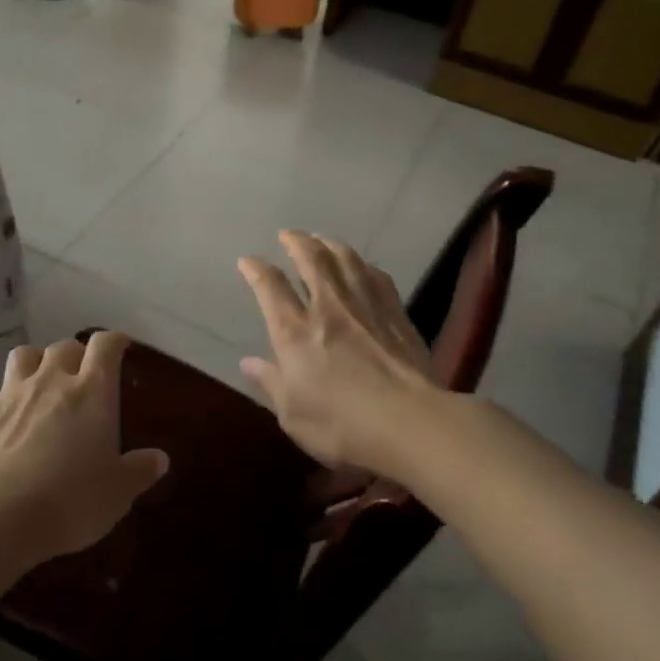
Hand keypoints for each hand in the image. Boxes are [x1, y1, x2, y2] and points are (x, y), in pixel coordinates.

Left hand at [0, 332, 168, 561]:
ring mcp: (11, 393)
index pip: (106, 346)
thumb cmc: (73, 500)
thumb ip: (139, 470)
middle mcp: (51, 380)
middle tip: (80, 376)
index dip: (114, 342)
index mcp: (92, 391)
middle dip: (74, 355)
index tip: (121, 348)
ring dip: (32, 363)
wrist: (1, 516)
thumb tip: (159, 458)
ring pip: (21, 354)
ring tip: (37, 382)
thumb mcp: (118, 492)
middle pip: (64, 346)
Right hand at [238, 232, 441, 479]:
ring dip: (330, 244)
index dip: (256, 270)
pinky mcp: (396, 314)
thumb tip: (247, 362)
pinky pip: (377, 276)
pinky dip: (364, 265)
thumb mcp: (293, 415)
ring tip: (321, 239)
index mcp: (295, 332)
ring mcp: (365, 307)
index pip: (270, 287)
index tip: (248, 260)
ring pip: (346, 260)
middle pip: (311, 261)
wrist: (412, 423)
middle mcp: (328, 308)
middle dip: (296, 242)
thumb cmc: (343, 426)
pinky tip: (363, 266)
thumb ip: (271, 383)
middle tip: (288, 234)